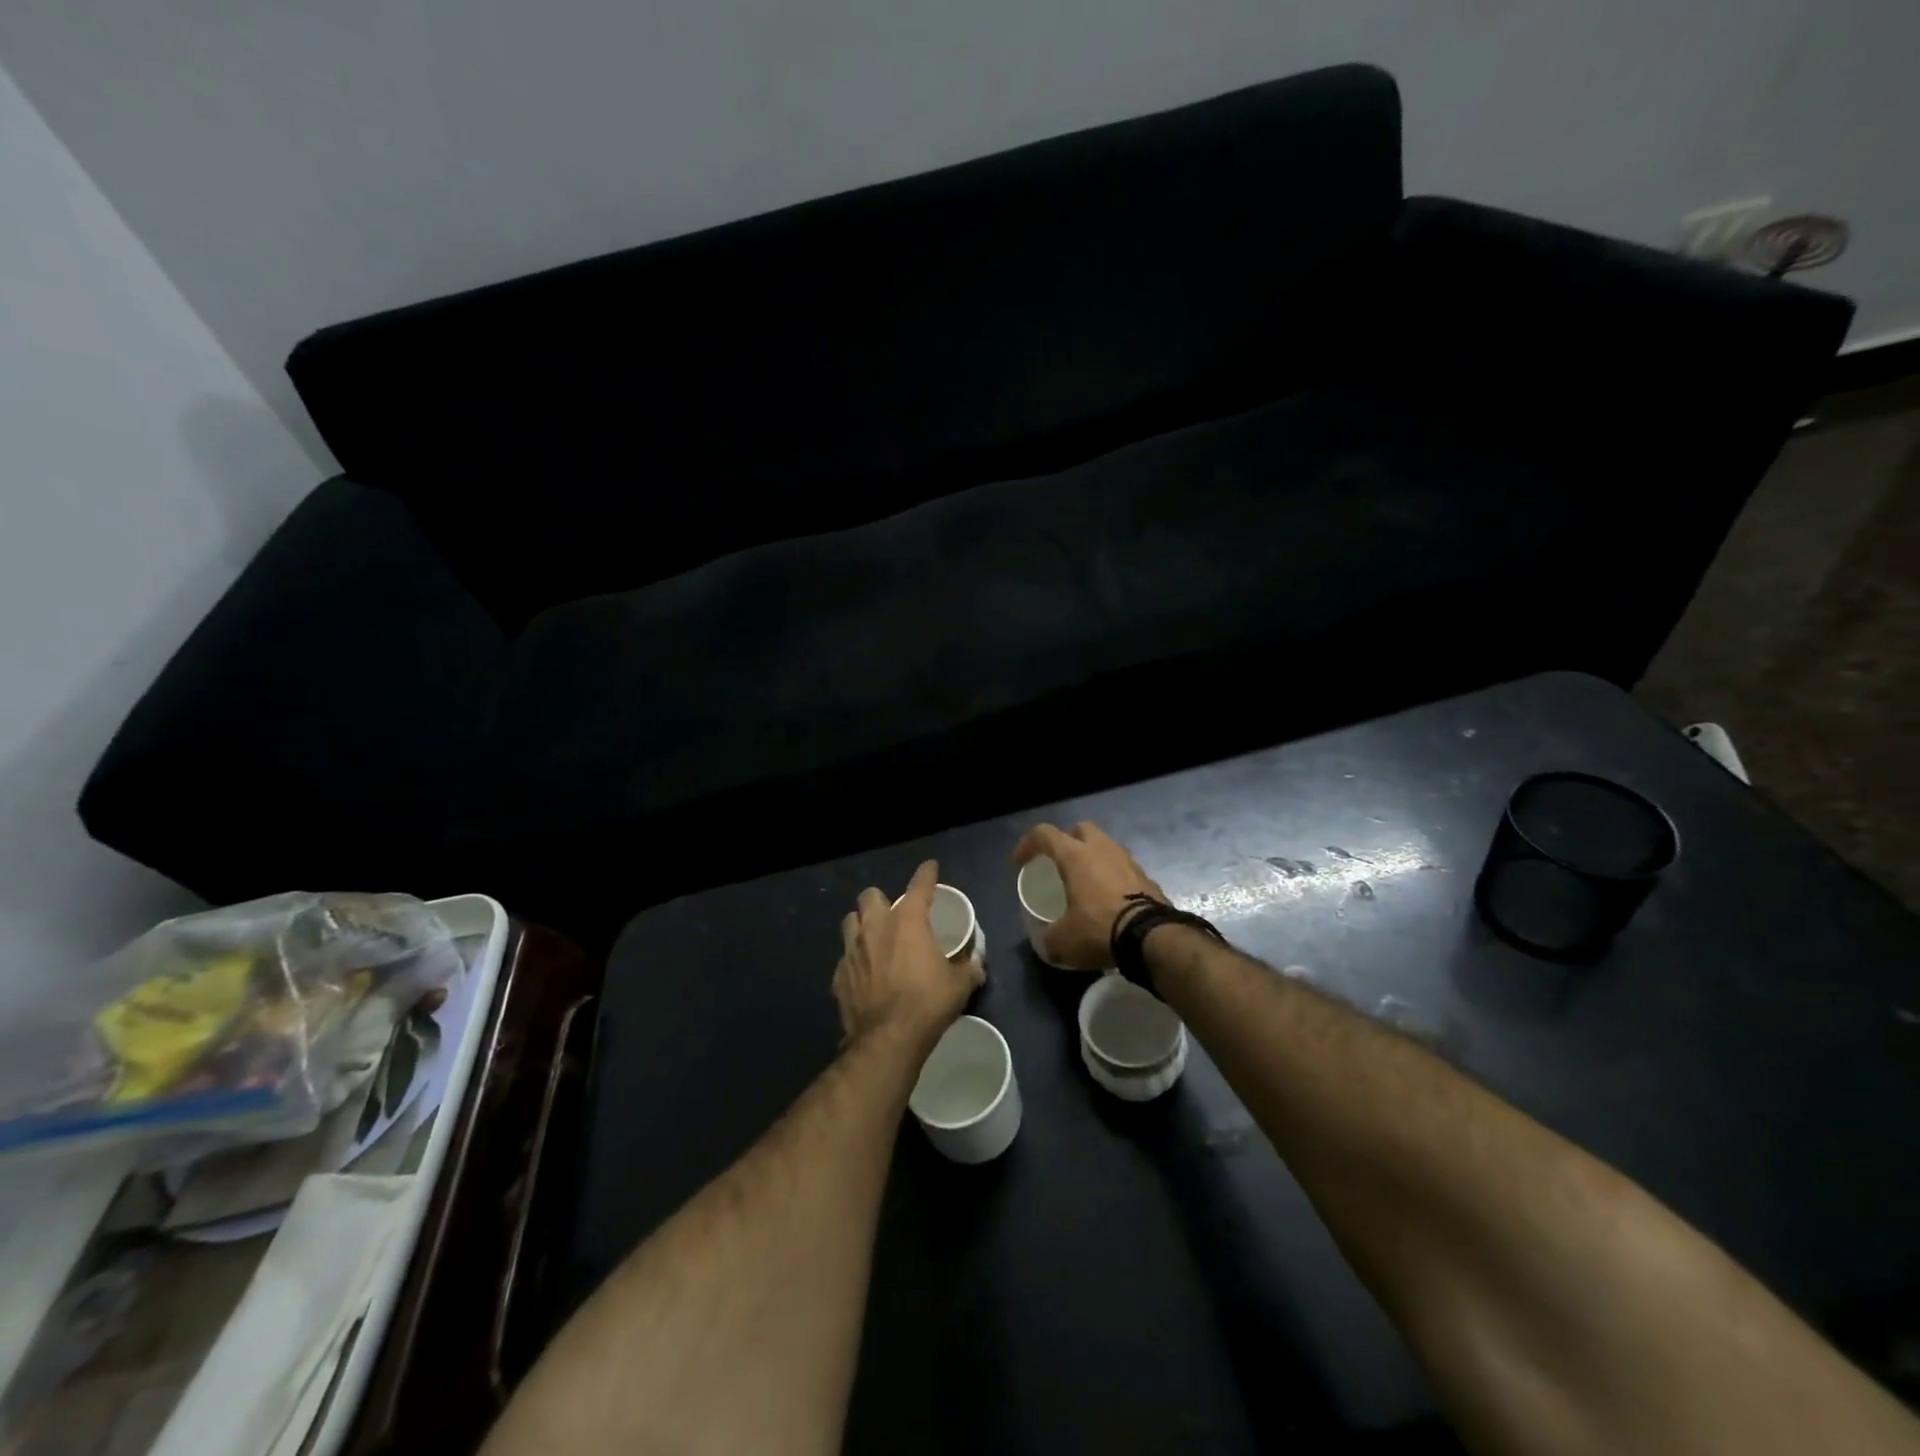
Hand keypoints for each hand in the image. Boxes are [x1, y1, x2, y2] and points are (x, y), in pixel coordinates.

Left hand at [834, 860, 982, 1048]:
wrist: (887, 1039)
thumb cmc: (928, 1004)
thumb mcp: (959, 986)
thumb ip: (968, 969)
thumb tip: (977, 965)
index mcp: (908, 921)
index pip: (919, 885)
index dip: (926, 874)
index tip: (930, 868)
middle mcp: (875, 927)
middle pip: (870, 895)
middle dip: (882, 900)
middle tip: (895, 914)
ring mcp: (852, 950)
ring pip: (850, 921)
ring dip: (862, 925)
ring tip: (875, 939)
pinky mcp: (839, 975)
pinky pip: (845, 957)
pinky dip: (856, 960)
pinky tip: (865, 974)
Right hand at [1011, 821, 1165, 969]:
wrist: (1151, 938)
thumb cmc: (1098, 928)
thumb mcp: (1063, 940)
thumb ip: (1050, 937)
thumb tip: (1049, 942)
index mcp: (1075, 856)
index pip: (1044, 834)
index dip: (1028, 844)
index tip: (1020, 862)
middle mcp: (1102, 849)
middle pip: (1080, 829)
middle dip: (1067, 840)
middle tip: (1059, 862)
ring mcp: (1127, 861)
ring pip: (1105, 846)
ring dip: (1093, 858)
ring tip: (1085, 882)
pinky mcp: (1146, 877)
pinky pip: (1123, 868)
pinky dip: (1112, 877)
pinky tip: (1109, 899)